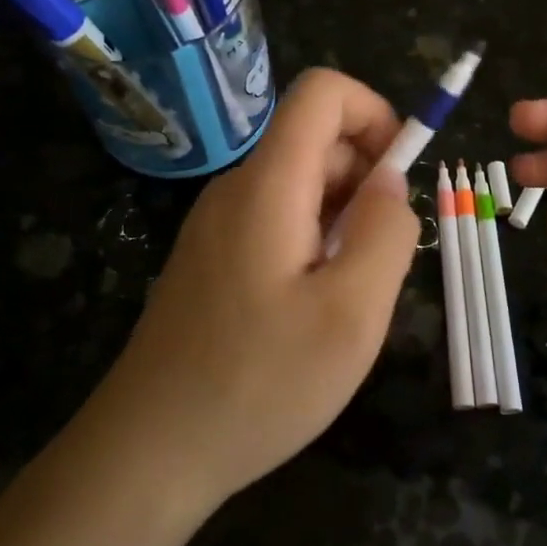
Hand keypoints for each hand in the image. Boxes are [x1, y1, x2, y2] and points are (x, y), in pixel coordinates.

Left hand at [93, 68, 419, 513]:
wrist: (148, 454)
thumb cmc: (258, 384)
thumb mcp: (353, 313)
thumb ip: (386, 232)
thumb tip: (390, 181)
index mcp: (269, 183)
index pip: (322, 91)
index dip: (374, 112)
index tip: (398, 177)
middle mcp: (238, 187)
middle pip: (315, 139)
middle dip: (365, 178)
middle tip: (378, 259)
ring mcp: (218, 223)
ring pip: (301, 184)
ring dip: (342, 217)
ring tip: (348, 293)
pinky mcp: (212, 256)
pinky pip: (277, 219)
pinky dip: (314, 241)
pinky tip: (311, 309)